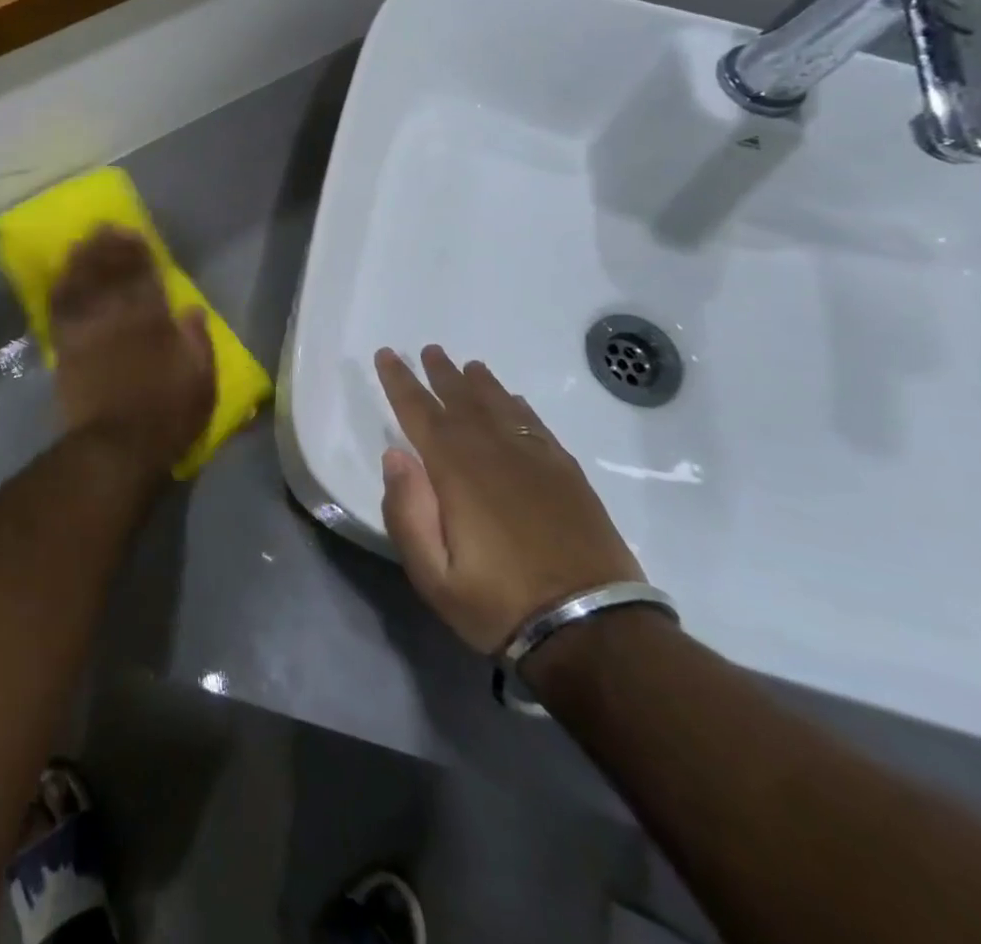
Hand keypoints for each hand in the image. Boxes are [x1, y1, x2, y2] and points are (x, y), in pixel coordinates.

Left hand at [49, 229, 215, 478]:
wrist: (116, 447)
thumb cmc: (166, 416)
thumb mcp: (201, 382)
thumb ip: (198, 342)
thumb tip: (192, 309)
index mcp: (153, 322)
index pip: (145, 277)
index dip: (139, 253)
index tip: (135, 235)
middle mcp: (118, 317)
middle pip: (111, 273)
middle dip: (109, 248)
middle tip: (106, 228)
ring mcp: (88, 331)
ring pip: (83, 285)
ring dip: (83, 260)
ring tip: (83, 242)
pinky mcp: (66, 349)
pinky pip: (61, 310)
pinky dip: (61, 290)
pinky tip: (61, 277)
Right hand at [375, 346, 643, 654]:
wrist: (593, 629)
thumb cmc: (500, 604)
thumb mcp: (433, 575)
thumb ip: (407, 512)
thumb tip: (394, 454)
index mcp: (457, 472)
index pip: (420, 413)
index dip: (400, 382)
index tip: (386, 354)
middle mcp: (495, 453)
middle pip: (461, 401)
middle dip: (440, 374)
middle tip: (429, 350)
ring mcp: (536, 461)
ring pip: (501, 406)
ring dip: (480, 383)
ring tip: (468, 366)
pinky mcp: (568, 475)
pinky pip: (536, 425)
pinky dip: (519, 407)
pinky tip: (514, 401)